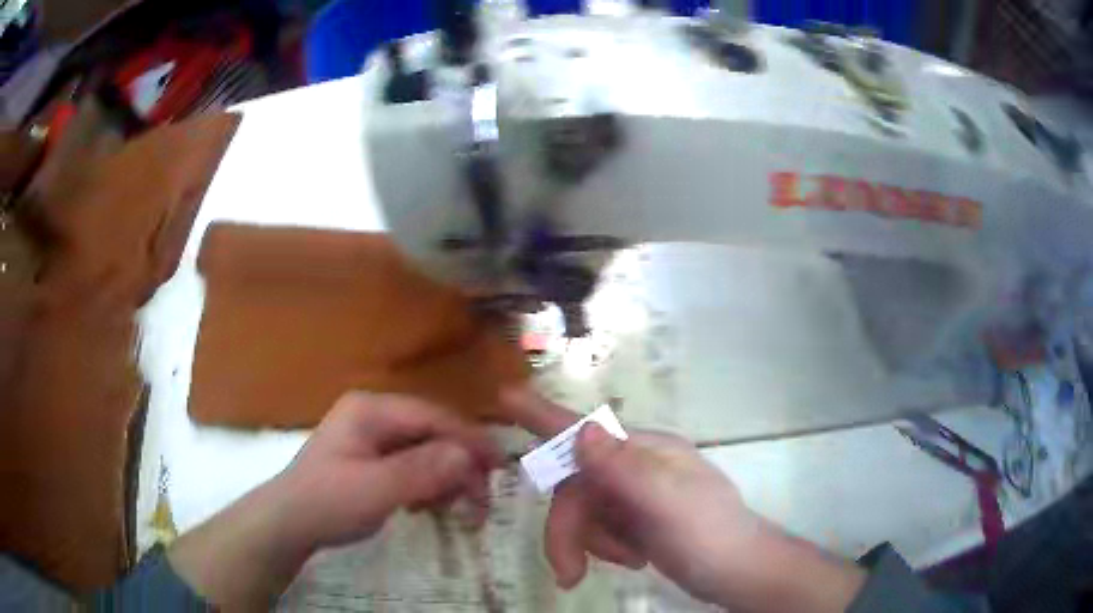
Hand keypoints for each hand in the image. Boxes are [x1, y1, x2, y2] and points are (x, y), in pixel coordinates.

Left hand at [169, 392, 499, 609]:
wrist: (291, 522)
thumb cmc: (328, 501)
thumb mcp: (375, 489)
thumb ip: (423, 470)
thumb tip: (470, 455)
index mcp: (371, 409)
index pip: (432, 416)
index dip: (468, 439)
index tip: (499, 465)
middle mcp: (375, 415)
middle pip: (432, 433)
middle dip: (458, 466)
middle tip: (479, 501)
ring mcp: (374, 437)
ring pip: (427, 451)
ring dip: (445, 479)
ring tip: (451, 510)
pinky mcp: (375, 458)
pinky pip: (414, 465)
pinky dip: (428, 485)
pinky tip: (426, 507)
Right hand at [503, 388, 865, 611]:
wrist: (738, 572)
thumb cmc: (709, 534)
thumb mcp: (667, 503)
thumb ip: (623, 469)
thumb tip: (582, 429)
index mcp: (646, 450)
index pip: (585, 431)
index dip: (543, 417)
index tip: (505, 398)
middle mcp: (636, 466)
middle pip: (575, 488)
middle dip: (569, 531)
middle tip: (569, 573)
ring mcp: (636, 494)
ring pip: (583, 512)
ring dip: (594, 544)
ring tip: (630, 561)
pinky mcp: (636, 519)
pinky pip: (598, 529)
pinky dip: (606, 548)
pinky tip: (636, 558)